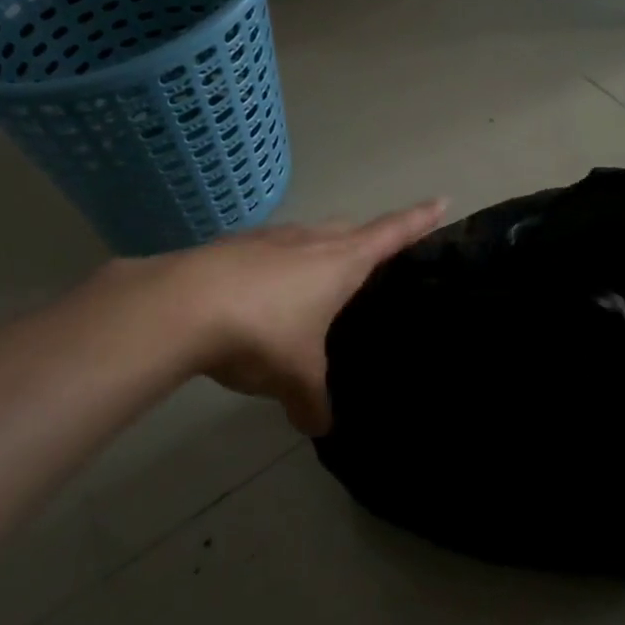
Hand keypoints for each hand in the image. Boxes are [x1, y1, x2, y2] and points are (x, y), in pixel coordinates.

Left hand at [92, 202, 446, 435]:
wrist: (182, 305)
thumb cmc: (262, 333)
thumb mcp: (295, 377)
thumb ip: (313, 401)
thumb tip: (320, 425)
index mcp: (340, 261)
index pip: (392, 234)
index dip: (419, 220)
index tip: (441, 199)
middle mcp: (310, 240)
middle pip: (350, 229)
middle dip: (366, 238)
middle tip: (373, 257)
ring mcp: (269, 238)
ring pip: (308, 235)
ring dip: (317, 250)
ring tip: (315, 281)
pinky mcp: (233, 246)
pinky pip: (269, 250)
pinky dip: (276, 266)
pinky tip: (260, 294)